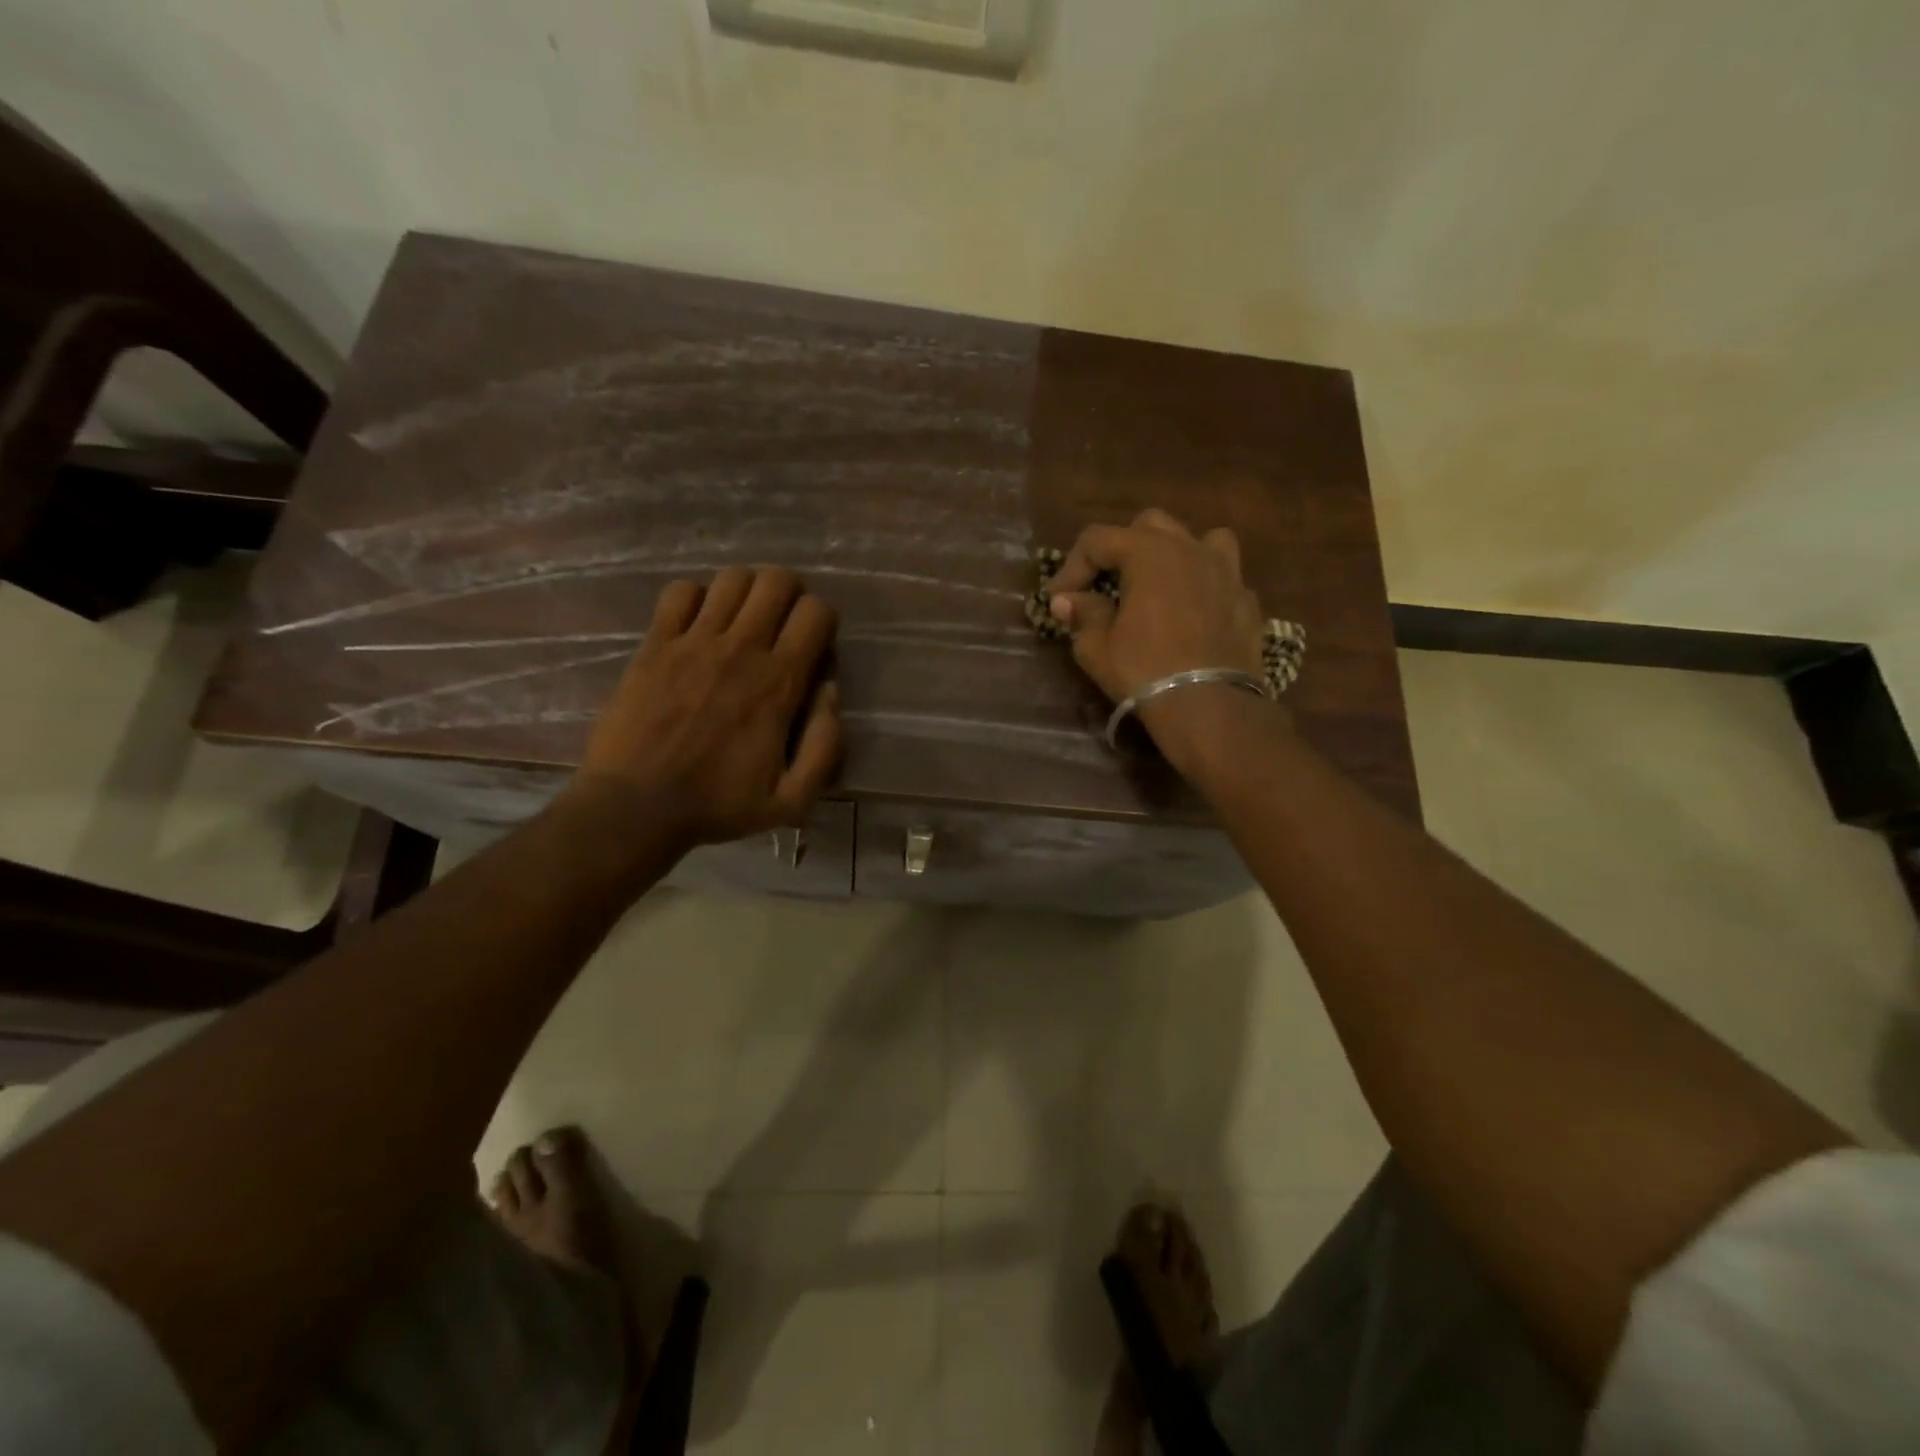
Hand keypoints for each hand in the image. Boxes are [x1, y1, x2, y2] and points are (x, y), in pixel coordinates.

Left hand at [573, 567, 840, 847]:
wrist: (635, 807)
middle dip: (790, 594)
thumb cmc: (717, 805)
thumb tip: (830, 690)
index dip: (823, 622)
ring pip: (732, 578)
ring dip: (747, 592)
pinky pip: (680, 592)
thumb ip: (825, 745)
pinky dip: (696, 598)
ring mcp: (693, 642)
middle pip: (776, 581)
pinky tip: (698, 625)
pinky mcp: (655, 644)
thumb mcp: (792, 800)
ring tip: (743, 620)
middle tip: (782, 624)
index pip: (816, 613)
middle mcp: (741, 649)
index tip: (813, 648)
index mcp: (779, 683)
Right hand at [1046, 509, 1279, 769]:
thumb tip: (1067, 601)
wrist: (1210, 706)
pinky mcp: (1248, 600)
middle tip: (1106, 584)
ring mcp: (1227, 571)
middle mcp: (1191, 548)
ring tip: (1161, 584)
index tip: (1058, 599)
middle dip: (1121, 549)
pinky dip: (1204, 588)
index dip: (1071, 566)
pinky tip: (1193, 615)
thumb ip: (1082, 614)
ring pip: (1200, 539)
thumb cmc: (1145, 671)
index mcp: (1149, 552)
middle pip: (1149, 526)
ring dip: (1175, 554)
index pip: (1098, 540)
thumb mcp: (1096, 647)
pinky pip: (1222, 579)